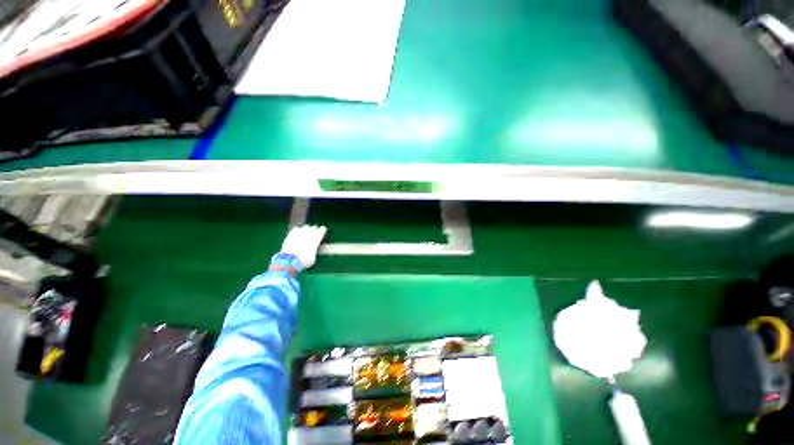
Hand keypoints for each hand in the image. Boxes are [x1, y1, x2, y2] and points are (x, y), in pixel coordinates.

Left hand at [281, 225, 326, 269]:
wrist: (290, 260)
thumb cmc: (304, 260)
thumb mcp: (313, 258)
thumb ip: (314, 251)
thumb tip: (313, 250)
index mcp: (317, 238)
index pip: (322, 229)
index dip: (323, 230)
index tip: (322, 232)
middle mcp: (309, 233)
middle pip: (314, 227)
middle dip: (315, 230)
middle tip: (314, 234)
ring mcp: (300, 232)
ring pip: (306, 226)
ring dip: (307, 230)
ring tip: (305, 234)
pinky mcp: (291, 234)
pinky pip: (296, 229)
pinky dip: (298, 231)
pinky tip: (297, 234)